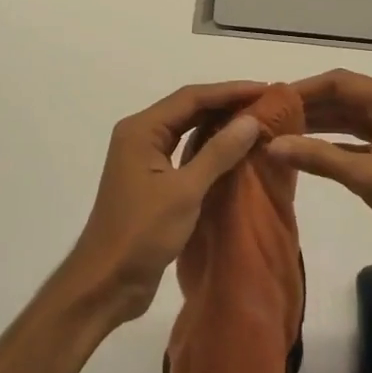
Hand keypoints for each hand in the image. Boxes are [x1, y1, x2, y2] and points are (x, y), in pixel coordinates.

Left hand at [62, 82, 266, 324]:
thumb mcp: (185, 191)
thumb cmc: (142, 233)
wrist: (106, 283)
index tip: (265, 89)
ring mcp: (144, 160)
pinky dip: (209, 149)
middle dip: (225, 104)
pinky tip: (234, 152)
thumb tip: (250, 120)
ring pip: (186, 130)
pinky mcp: (152, 182)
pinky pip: (185, 153)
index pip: (191, 98)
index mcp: (141, 130)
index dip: (229, 91)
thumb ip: (218, 153)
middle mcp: (140, 137)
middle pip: (188, 109)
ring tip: (255, 122)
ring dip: (218, 125)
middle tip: (265, 104)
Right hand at [267, 69, 371, 277]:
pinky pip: (357, 138)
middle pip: (342, 97)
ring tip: (280, 134)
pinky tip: (307, 153)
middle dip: (307, 106)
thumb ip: (320, 158)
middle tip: (268, 119)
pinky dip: (333, 143)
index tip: (269, 101)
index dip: (302, 89)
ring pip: (349, 118)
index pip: (338, 82)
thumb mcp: (368, 177)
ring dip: (318, 125)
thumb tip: (272, 145)